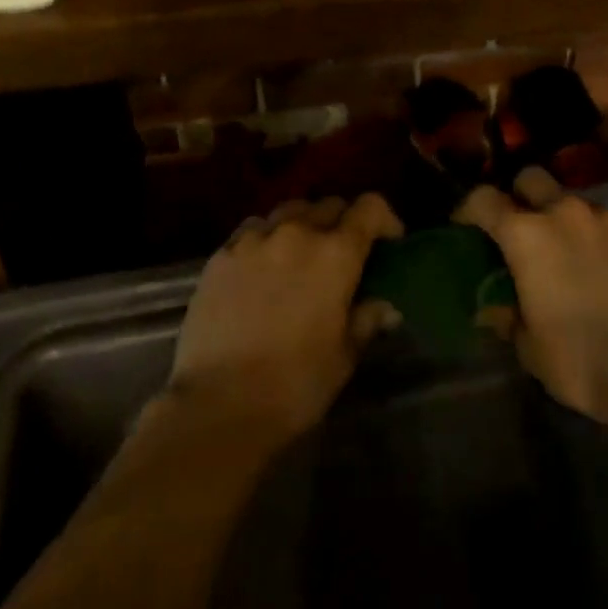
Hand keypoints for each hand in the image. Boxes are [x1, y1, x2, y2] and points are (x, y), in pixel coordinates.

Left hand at [167, 194, 401, 440]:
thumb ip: (366, 320)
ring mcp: (255, 239)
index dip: (385, 219)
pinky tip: (263, 265)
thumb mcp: (344, 356)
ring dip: (303, 224)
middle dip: (343, 221)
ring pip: (288, 211)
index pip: (369, 208)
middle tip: (344, 252)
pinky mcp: (221, 254)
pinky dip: (267, 237)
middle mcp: (297, 232)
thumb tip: (384, 306)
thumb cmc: (295, 384)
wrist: (218, 403)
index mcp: (336, 254)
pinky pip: (253, 229)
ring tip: (301, 254)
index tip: (389, 241)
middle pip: (328, 205)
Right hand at [456, 170, 607, 422]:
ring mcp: (604, 219)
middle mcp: (562, 212)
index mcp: (525, 234)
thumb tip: (493, 310)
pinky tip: (597, 267)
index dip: (468, 210)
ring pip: (570, 199)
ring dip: (559, 216)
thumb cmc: (577, 358)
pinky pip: (602, 222)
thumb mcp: (528, 345)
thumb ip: (506, 317)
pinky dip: (592, 235)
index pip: (483, 199)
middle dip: (518, 195)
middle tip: (517, 228)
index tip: (464, 228)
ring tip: (562, 251)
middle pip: (530, 178)